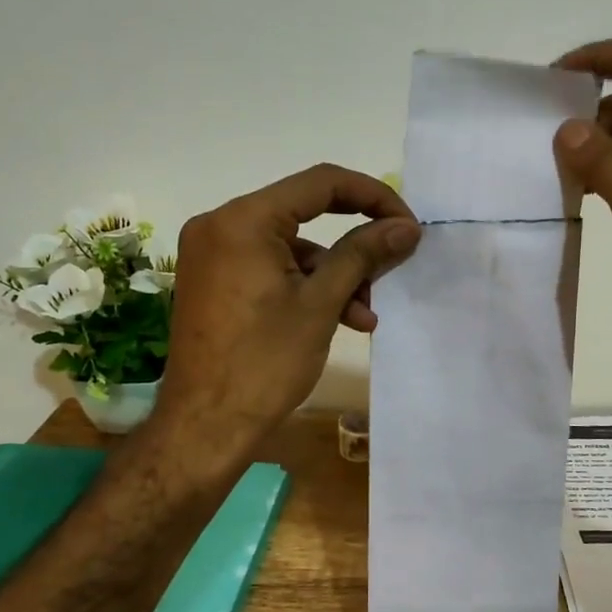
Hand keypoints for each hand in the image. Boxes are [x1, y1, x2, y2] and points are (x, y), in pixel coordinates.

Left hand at [152, 164, 420, 460]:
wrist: (204, 427)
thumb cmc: (264, 363)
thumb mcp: (320, 304)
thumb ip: (363, 254)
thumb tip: (406, 226)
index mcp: (243, 220)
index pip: (321, 183)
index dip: (373, 197)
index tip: (407, 224)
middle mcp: (220, 225)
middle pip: (305, 214)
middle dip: (354, 244)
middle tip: (393, 263)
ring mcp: (213, 254)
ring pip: (291, 247)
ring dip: (334, 274)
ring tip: (365, 313)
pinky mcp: (214, 281)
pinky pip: (270, 267)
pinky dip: (305, 287)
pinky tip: (338, 319)